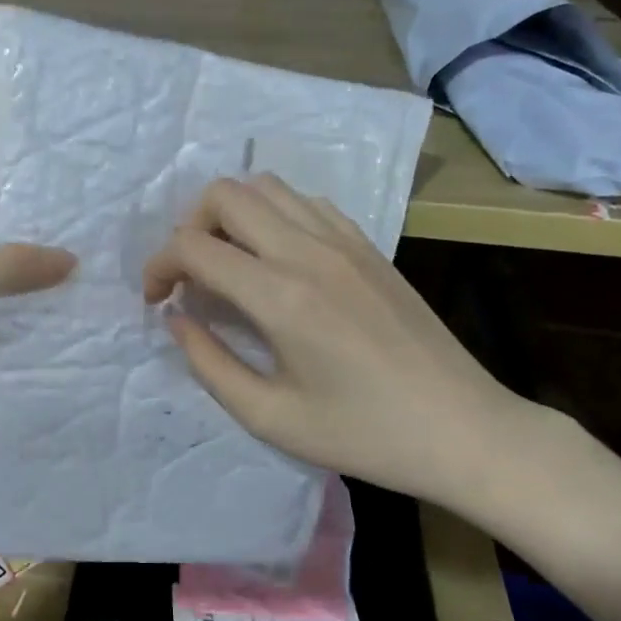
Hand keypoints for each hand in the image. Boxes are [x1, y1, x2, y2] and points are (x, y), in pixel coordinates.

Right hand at [143, 175, 532, 509]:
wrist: (464, 429)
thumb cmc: (364, 434)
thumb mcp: (270, 417)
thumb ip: (209, 363)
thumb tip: (177, 318)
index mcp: (280, 296)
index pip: (193, 247)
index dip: (158, 267)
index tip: (156, 301)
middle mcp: (308, 251)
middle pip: (225, 194)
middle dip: (189, 227)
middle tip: (191, 277)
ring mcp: (343, 241)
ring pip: (266, 187)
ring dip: (231, 215)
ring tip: (230, 264)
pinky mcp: (368, 245)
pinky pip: (306, 203)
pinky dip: (274, 216)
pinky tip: (277, 261)